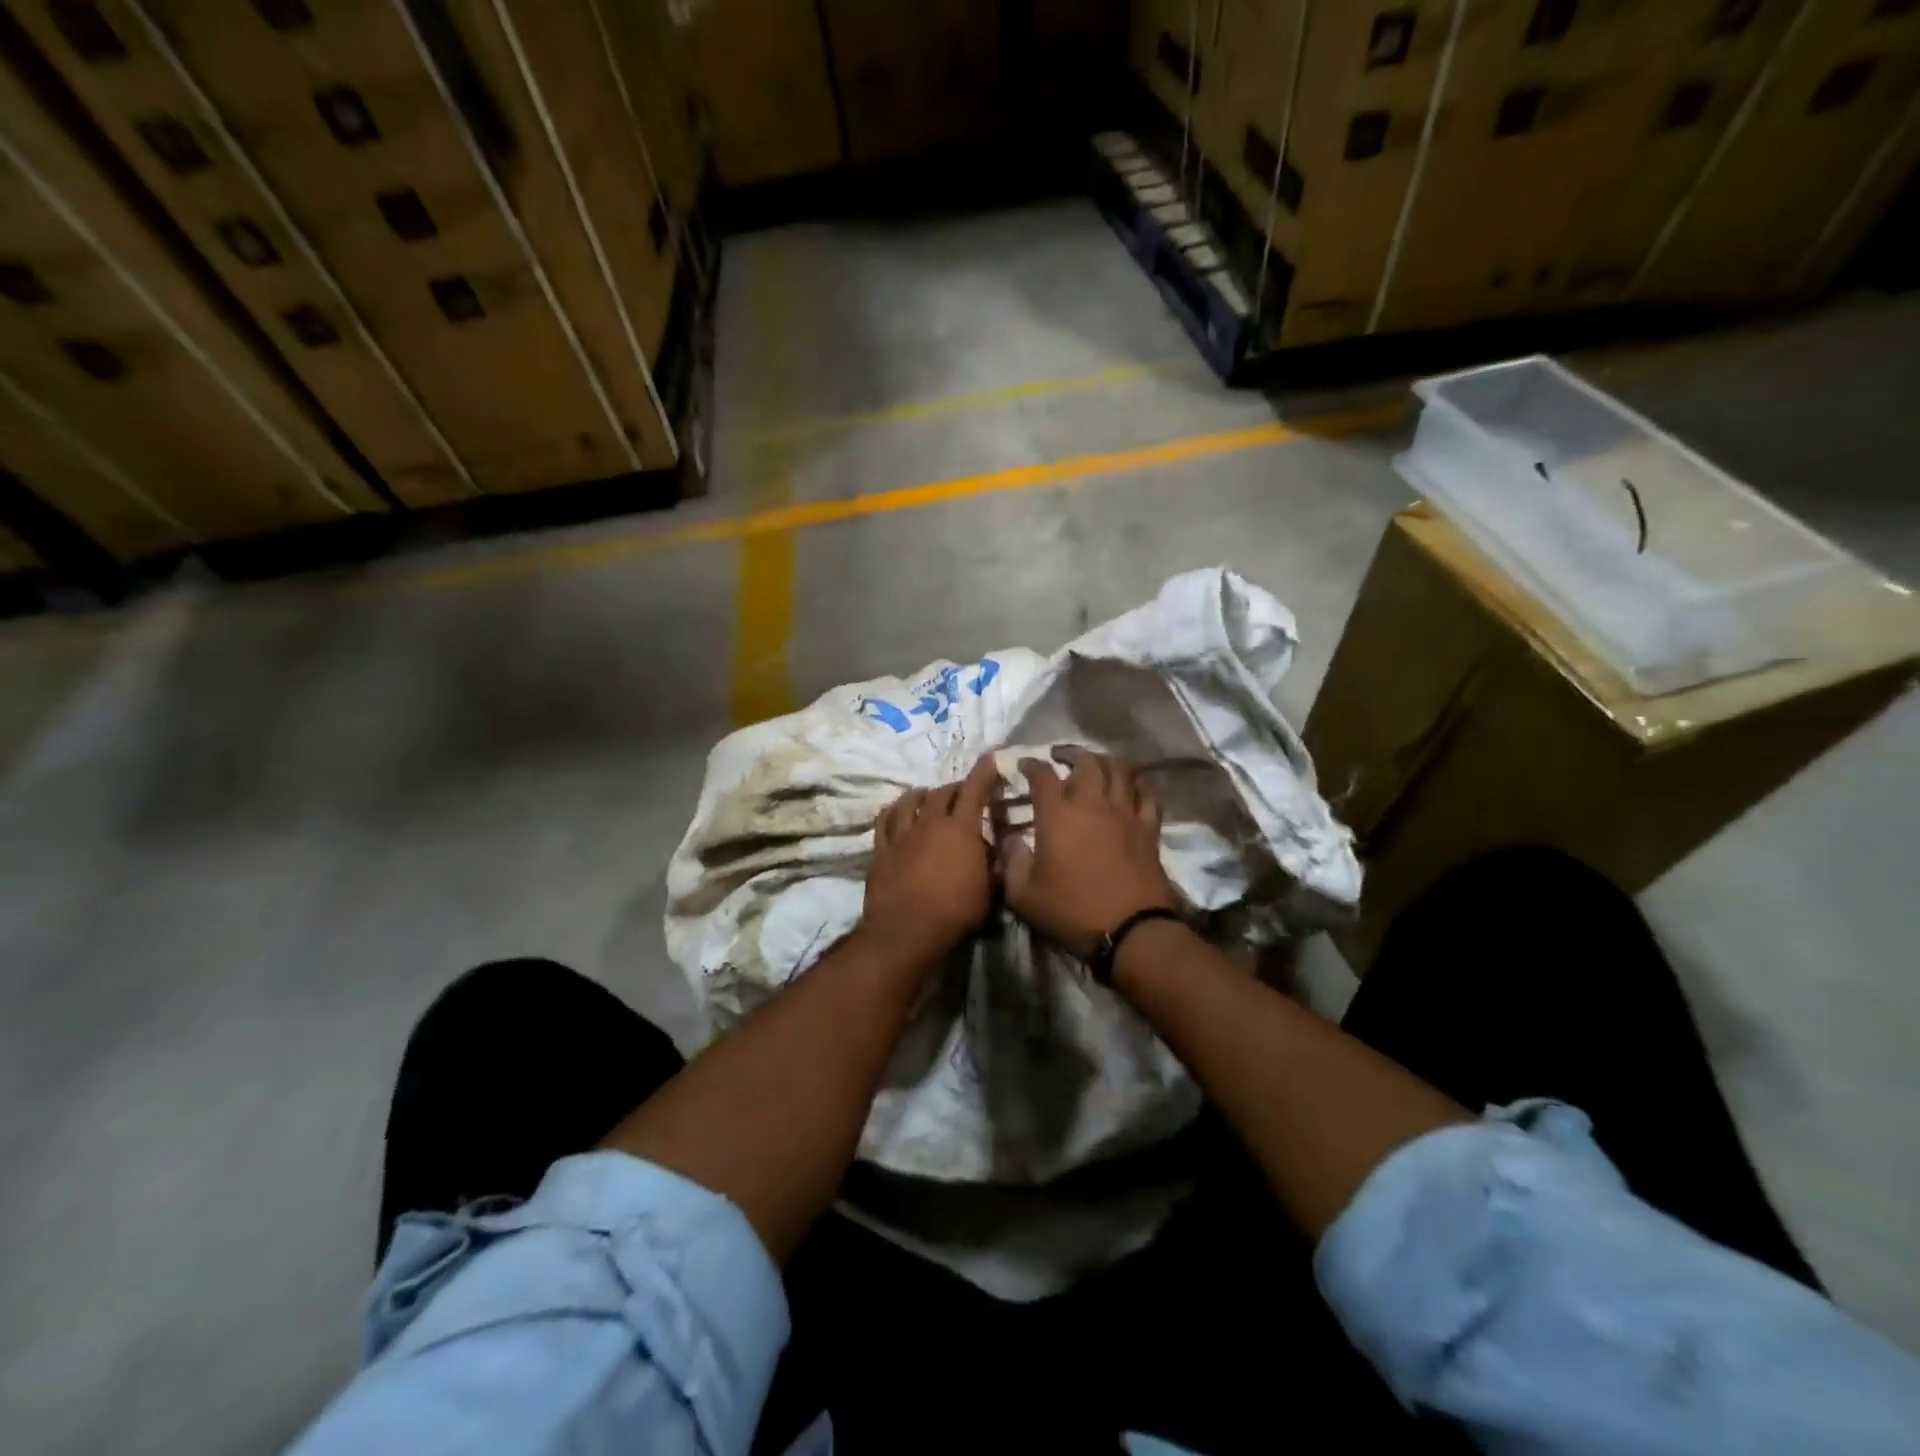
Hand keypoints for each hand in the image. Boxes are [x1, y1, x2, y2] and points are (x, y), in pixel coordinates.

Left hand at [859, 756, 999, 965]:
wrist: (907, 930)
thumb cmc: (956, 912)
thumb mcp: (989, 891)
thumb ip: (995, 865)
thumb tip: (999, 849)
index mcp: (961, 828)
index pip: (974, 790)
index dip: (983, 772)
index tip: (989, 758)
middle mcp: (930, 822)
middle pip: (941, 793)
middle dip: (954, 787)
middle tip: (961, 791)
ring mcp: (902, 834)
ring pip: (909, 801)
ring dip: (920, 794)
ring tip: (925, 794)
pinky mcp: (881, 849)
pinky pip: (884, 821)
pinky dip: (891, 811)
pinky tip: (894, 810)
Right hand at [997, 747, 1177, 959]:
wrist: (1130, 930)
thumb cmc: (1071, 911)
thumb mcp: (1023, 895)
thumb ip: (1011, 861)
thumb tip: (1008, 839)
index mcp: (1057, 815)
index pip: (1042, 775)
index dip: (1030, 765)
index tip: (1023, 765)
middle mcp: (1092, 804)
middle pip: (1086, 762)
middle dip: (1070, 753)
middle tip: (1060, 756)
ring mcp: (1124, 814)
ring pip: (1119, 770)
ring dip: (1104, 761)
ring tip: (1095, 763)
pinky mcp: (1148, 829)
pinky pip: (1147, 795)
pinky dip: (1138, 784)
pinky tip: (1132, 785)